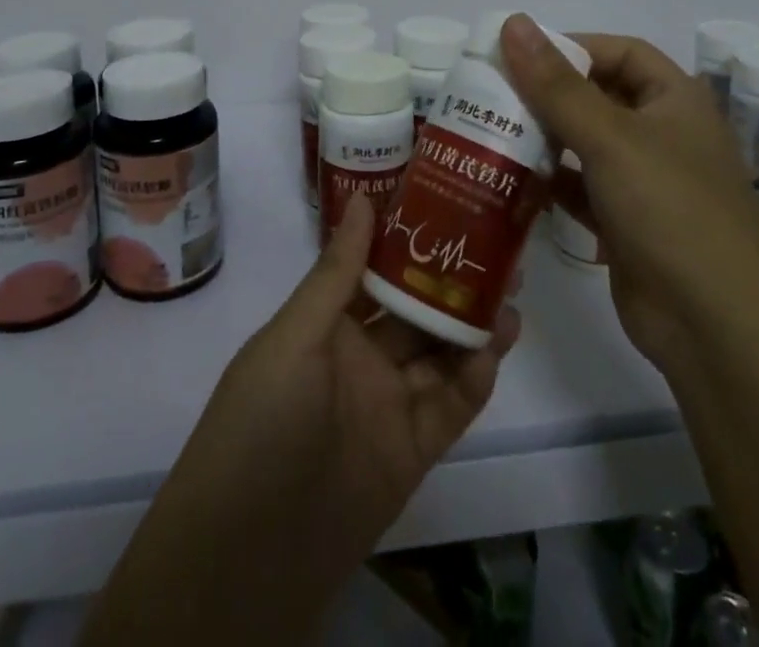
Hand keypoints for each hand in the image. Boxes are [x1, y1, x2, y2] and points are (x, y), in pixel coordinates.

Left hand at [80, 198, 519, 645]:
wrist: (247, 560)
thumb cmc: (260, 423)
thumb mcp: (293, 339)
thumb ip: (336, 274)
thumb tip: (364, 198)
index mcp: (326, 324)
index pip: (374, 268)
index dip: (407, 237)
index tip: (447, 202)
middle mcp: (360, 357)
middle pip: (414, 308)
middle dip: (451, 278)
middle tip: (497, 247)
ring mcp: (387, 404)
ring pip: (439, 353)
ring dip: (472, 324)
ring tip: (510, 291)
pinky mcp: (412, 452)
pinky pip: (450, 407)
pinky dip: (474, 379)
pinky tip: (495, 348)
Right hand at [498, 14, 758, 366]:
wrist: (719, 330)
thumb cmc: (672, 211)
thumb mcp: (610, 138)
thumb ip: (556, 84)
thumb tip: (514, 22)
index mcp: (675, 99)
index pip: (619, 51)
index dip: (571, 47)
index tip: (517, 56)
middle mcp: (662, 133)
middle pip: (597, 96)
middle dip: (547, 95)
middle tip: (490, 95)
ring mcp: (645, 182)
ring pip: (584, 144)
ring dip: (543, 139)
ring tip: (489, 134)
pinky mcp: (626, 224)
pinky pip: (580, 189)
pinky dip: (550, 183)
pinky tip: (511, 183)